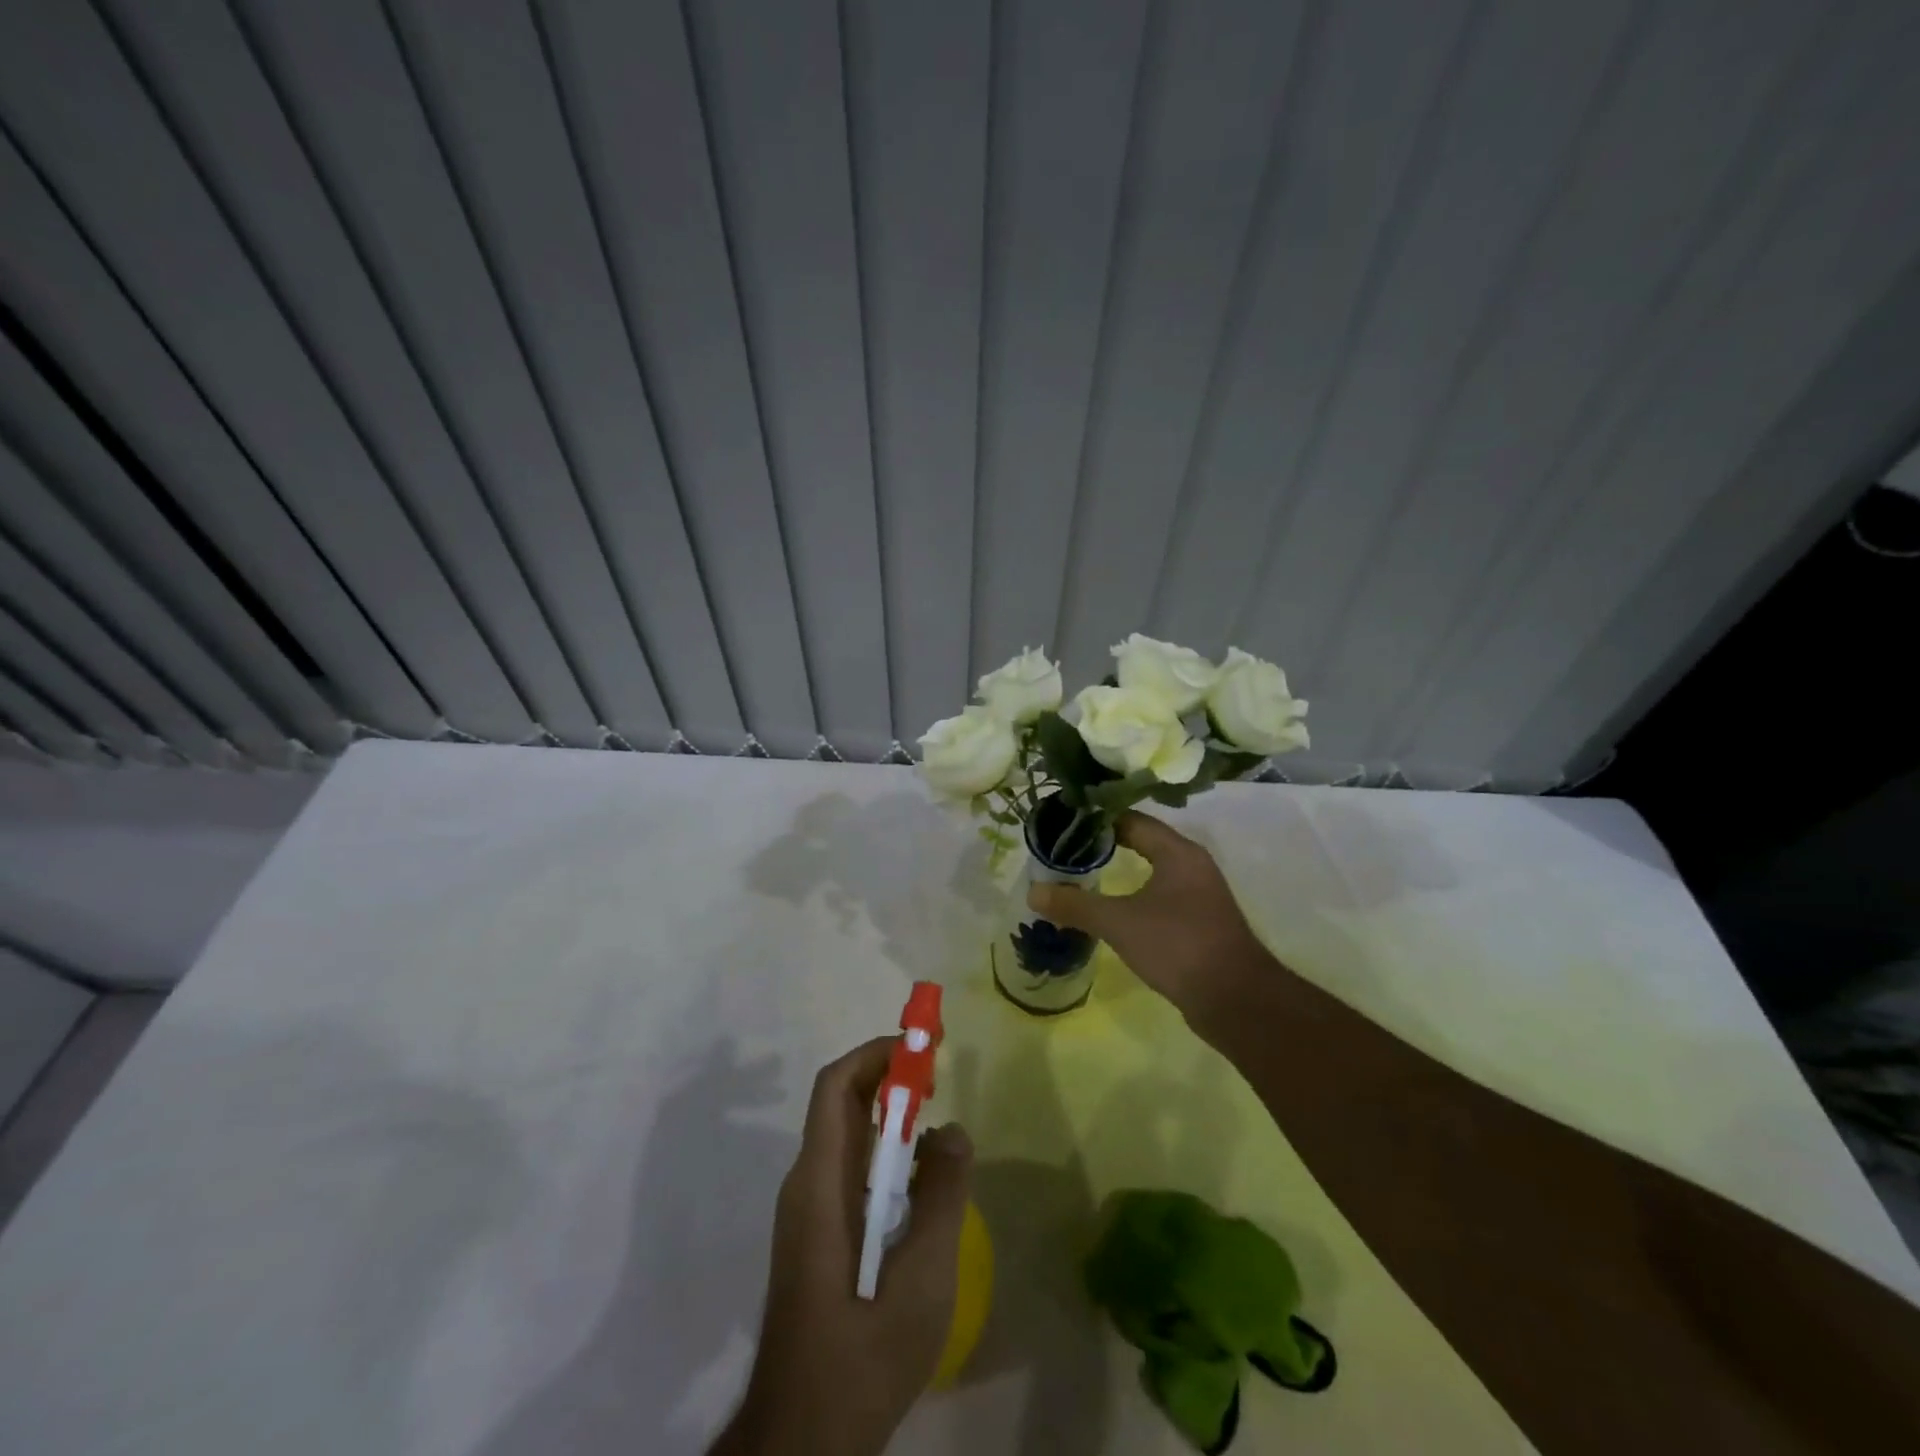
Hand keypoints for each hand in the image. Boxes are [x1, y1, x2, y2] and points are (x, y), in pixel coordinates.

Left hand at [713, 1038, 973, 1455]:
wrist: (801, 1439)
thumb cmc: (860, 1357)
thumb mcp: (921, 1280)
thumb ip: (942, 1199)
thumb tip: (952, 1130)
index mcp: (819, 1183)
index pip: (836, 1086)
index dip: (877, 1053)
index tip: (924, 1044)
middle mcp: (806, 1183)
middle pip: (842, 1103)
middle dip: (889, 1076)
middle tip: (938, 1074)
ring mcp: (808, 1211)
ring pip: (848, 1137)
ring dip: (890, 1115)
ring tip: (937, 1125)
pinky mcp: (817, 1235)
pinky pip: (851, 1169)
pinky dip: (885, 1153)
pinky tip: (920, 1183)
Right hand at [1027, 810, 1273, 1022]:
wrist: (1236, 1000)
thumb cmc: (1178, 945)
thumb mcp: (1118, 923)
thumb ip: (1075, 905)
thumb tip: (1033, 893)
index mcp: (1178, 852)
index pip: (1132, 820)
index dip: (1097, 819)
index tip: (1064, 822)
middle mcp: (1192, 865)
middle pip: (1142, 841)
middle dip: (1104, 844)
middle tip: (1066, 847)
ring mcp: (1200, 894)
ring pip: (1153, 870)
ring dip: (1121, 870)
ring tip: (1082, 874)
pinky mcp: (1200, 922)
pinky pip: (1161, 896)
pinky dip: (1135, 895)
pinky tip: (1113, 909)